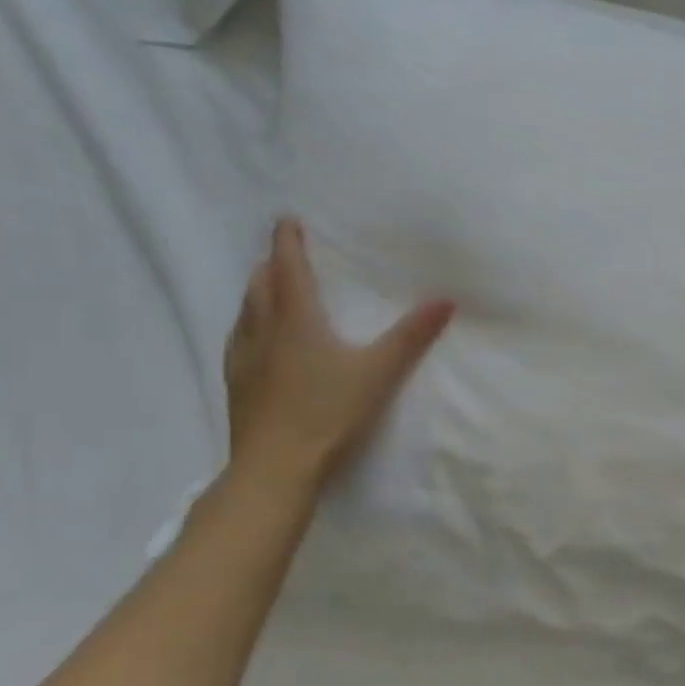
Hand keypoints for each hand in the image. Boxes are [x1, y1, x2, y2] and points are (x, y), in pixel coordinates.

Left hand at [224, 218, 453, 488]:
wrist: (276, 465)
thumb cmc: (329, 412)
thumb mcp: (379, 371)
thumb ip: (412, 336)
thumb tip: (446, 300)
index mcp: (296, 320)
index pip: (288, 267)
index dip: (287, 241)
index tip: (287, 220)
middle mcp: (263, 330)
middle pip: (260, 285)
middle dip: (272, 264)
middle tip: (285, 255)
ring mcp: (244, 358)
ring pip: (246, 312)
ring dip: (257, 293)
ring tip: (270, 290)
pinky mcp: (238, 384)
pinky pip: (239, 340)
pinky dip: (249, 325)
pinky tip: (257, 341)